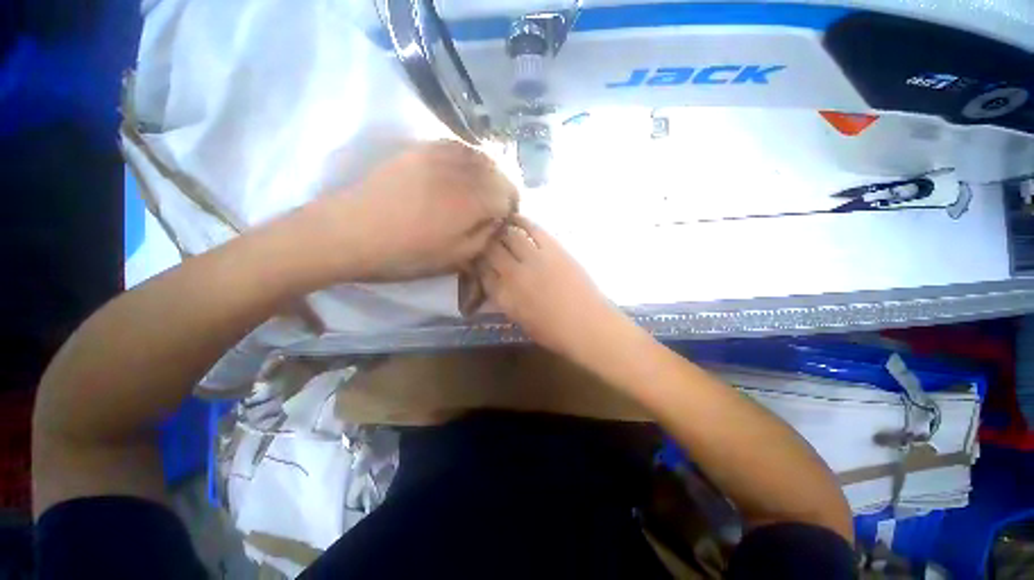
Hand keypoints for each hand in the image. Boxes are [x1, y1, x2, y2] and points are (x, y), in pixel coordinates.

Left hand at [314, 140, 517, 280]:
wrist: (350, 233)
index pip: (509, 195)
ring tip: (481, 189)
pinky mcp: (419, 149)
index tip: (503, 220)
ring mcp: (438, 155)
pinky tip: (462, 170)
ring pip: (479, 156)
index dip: (511, 208)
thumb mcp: (455, 258)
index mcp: (472, 201)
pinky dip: (468, 157)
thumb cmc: (407, 254)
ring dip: (488, 173)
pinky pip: (455, 145)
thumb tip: (497, 219)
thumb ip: (485, 236)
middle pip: (498, 172)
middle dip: (503, 190)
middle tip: (495, 207)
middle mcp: (461, 171)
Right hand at [476, 216, 622, 355]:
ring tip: (499, 225)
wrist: (587, 325)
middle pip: (491, 250)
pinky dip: (522, 221)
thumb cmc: (554, 332)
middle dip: (486, 244)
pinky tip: (516, 218)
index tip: (480, 260)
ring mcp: (534, 259)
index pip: (483, 273)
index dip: (479, 264)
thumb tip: (497, 282)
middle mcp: (513, 274)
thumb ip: (505, 299)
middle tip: (487, 240)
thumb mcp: (521, 321)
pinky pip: (533, 229)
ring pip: (509, 235)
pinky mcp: (553, 249)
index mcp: (504, 297)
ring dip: (501, 230)